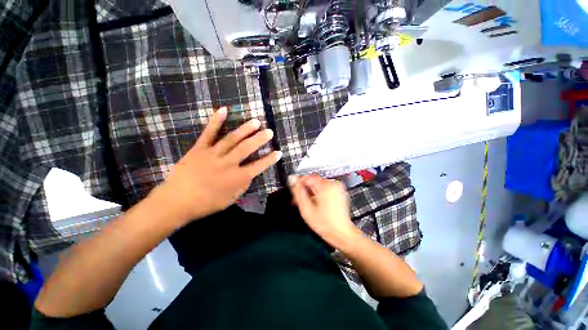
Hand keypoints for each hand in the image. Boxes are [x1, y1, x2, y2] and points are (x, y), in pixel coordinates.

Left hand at [153, 107, 281, 224]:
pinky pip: (209, 133)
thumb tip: (250, 175)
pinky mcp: (199, 149)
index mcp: (236, 178)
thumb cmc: (205, 204)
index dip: (270, 159)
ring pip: (232, 139)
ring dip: (245, 129)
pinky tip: (223, 109)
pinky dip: (216, 121)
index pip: (258, 166)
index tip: (279, 152)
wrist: (176, 202)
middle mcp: (228, 163)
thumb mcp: (230, 200)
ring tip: (256, 121)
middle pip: (247, 148)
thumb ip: (242, 186)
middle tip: (269, 131)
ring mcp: (213, 154)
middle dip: (260, 139)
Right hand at [289, 175, 360, 248]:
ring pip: (318, 185)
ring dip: (311, 192)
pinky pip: (325, 189)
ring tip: (307, 204)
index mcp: (325, 185)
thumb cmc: (324, 223)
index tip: (294, 191)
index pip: (307, 177)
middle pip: (313, 181)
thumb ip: (297, 192)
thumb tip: (292, 179)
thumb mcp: (306, 208)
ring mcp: (337, 188)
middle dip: (304, 189)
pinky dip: (318, 194)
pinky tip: (315, 204)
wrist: (341, 234)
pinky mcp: (339, 193)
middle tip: (299, 200)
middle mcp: (333, 184)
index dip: (298, 184)